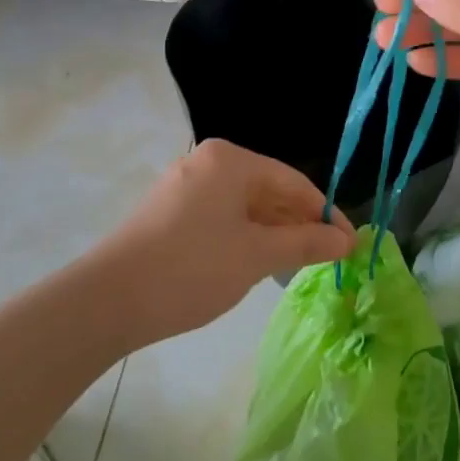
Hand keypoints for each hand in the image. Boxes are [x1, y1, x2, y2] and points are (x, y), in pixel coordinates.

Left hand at [81, 140, 354, 347]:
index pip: (293, 182)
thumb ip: (305, 243)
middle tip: (329, 260)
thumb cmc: (191, 268)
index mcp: (230, 160)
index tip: (351, 245)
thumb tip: (347, 241)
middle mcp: (208, 162)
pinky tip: (259, 263)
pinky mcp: (171, 211)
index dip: (326, 214)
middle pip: (269, 190)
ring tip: (299, 266)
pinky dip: (246, 237)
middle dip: (299, 224)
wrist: (107, 300)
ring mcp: (186, 185)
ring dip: (274, 233)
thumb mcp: (256, 256)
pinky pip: (223, 216)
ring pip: (245, 206)